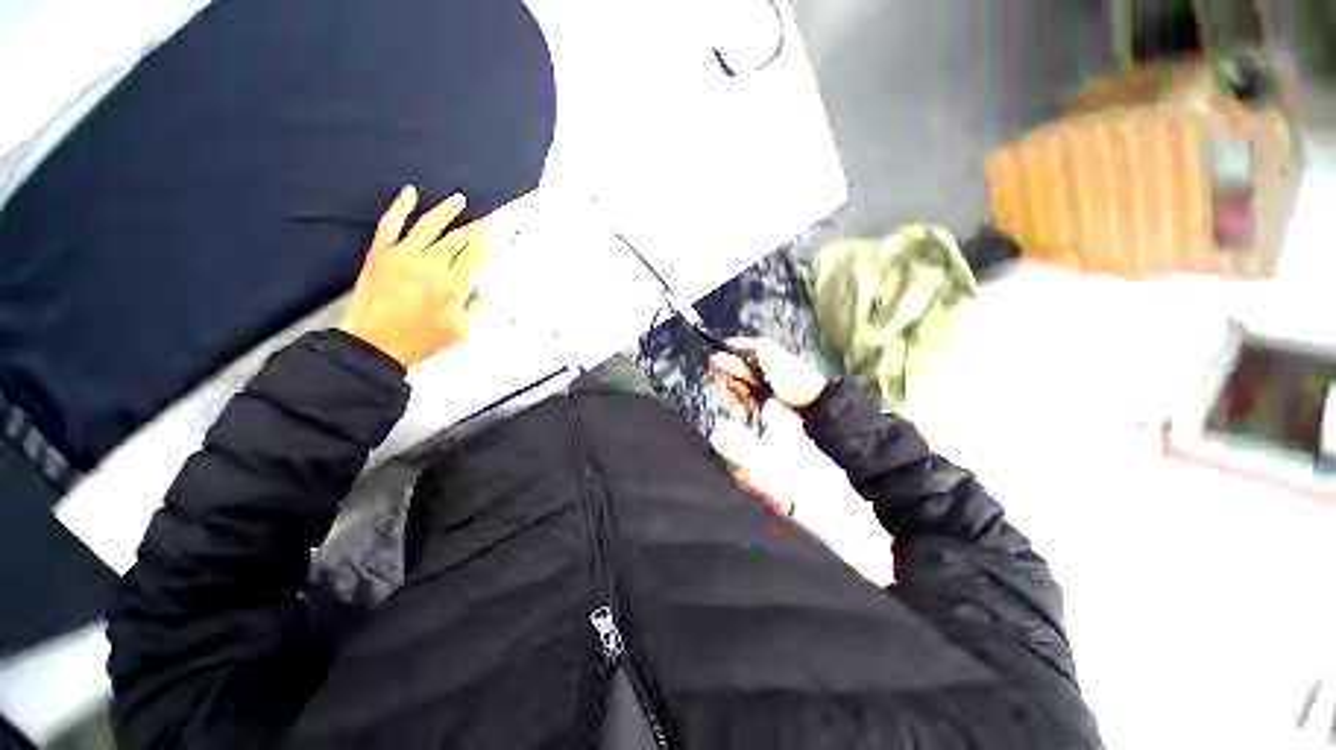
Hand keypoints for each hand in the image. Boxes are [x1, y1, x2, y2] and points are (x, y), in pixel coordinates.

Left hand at [339, 185, 488, 367]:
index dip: (485, 241)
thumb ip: (475, 307)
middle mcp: (430, 264)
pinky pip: (391, 223)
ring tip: (458, 200)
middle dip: (473, 228)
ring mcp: (403, 255)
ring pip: (430, 224)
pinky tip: (409, 193)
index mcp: (452, 284)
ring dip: (446, 210)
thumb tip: (483, 291)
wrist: (374, 344)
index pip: (474, 254)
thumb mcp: (460, 330)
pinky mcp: (381, 253)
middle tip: (481, 222)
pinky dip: (400, 206)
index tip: (491, 233)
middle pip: (458, 238)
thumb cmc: (418, 340)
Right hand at [709, 337, 827, 410]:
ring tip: (754, 401)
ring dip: (744, 393)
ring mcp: (763, 370)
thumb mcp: (761, 376)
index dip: (720, 359)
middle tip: (746, 393)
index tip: (715, 374)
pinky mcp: (766, 383)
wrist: (815, 401)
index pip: (729, 346)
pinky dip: (751, 397)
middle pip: (733, 366)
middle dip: (736, 383)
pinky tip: (757, 404)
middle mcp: (759, 355)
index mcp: (758, 347)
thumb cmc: (791, 384)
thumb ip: (737, 368)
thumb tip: (714, 357)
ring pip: (740, 380)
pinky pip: (750, 388)